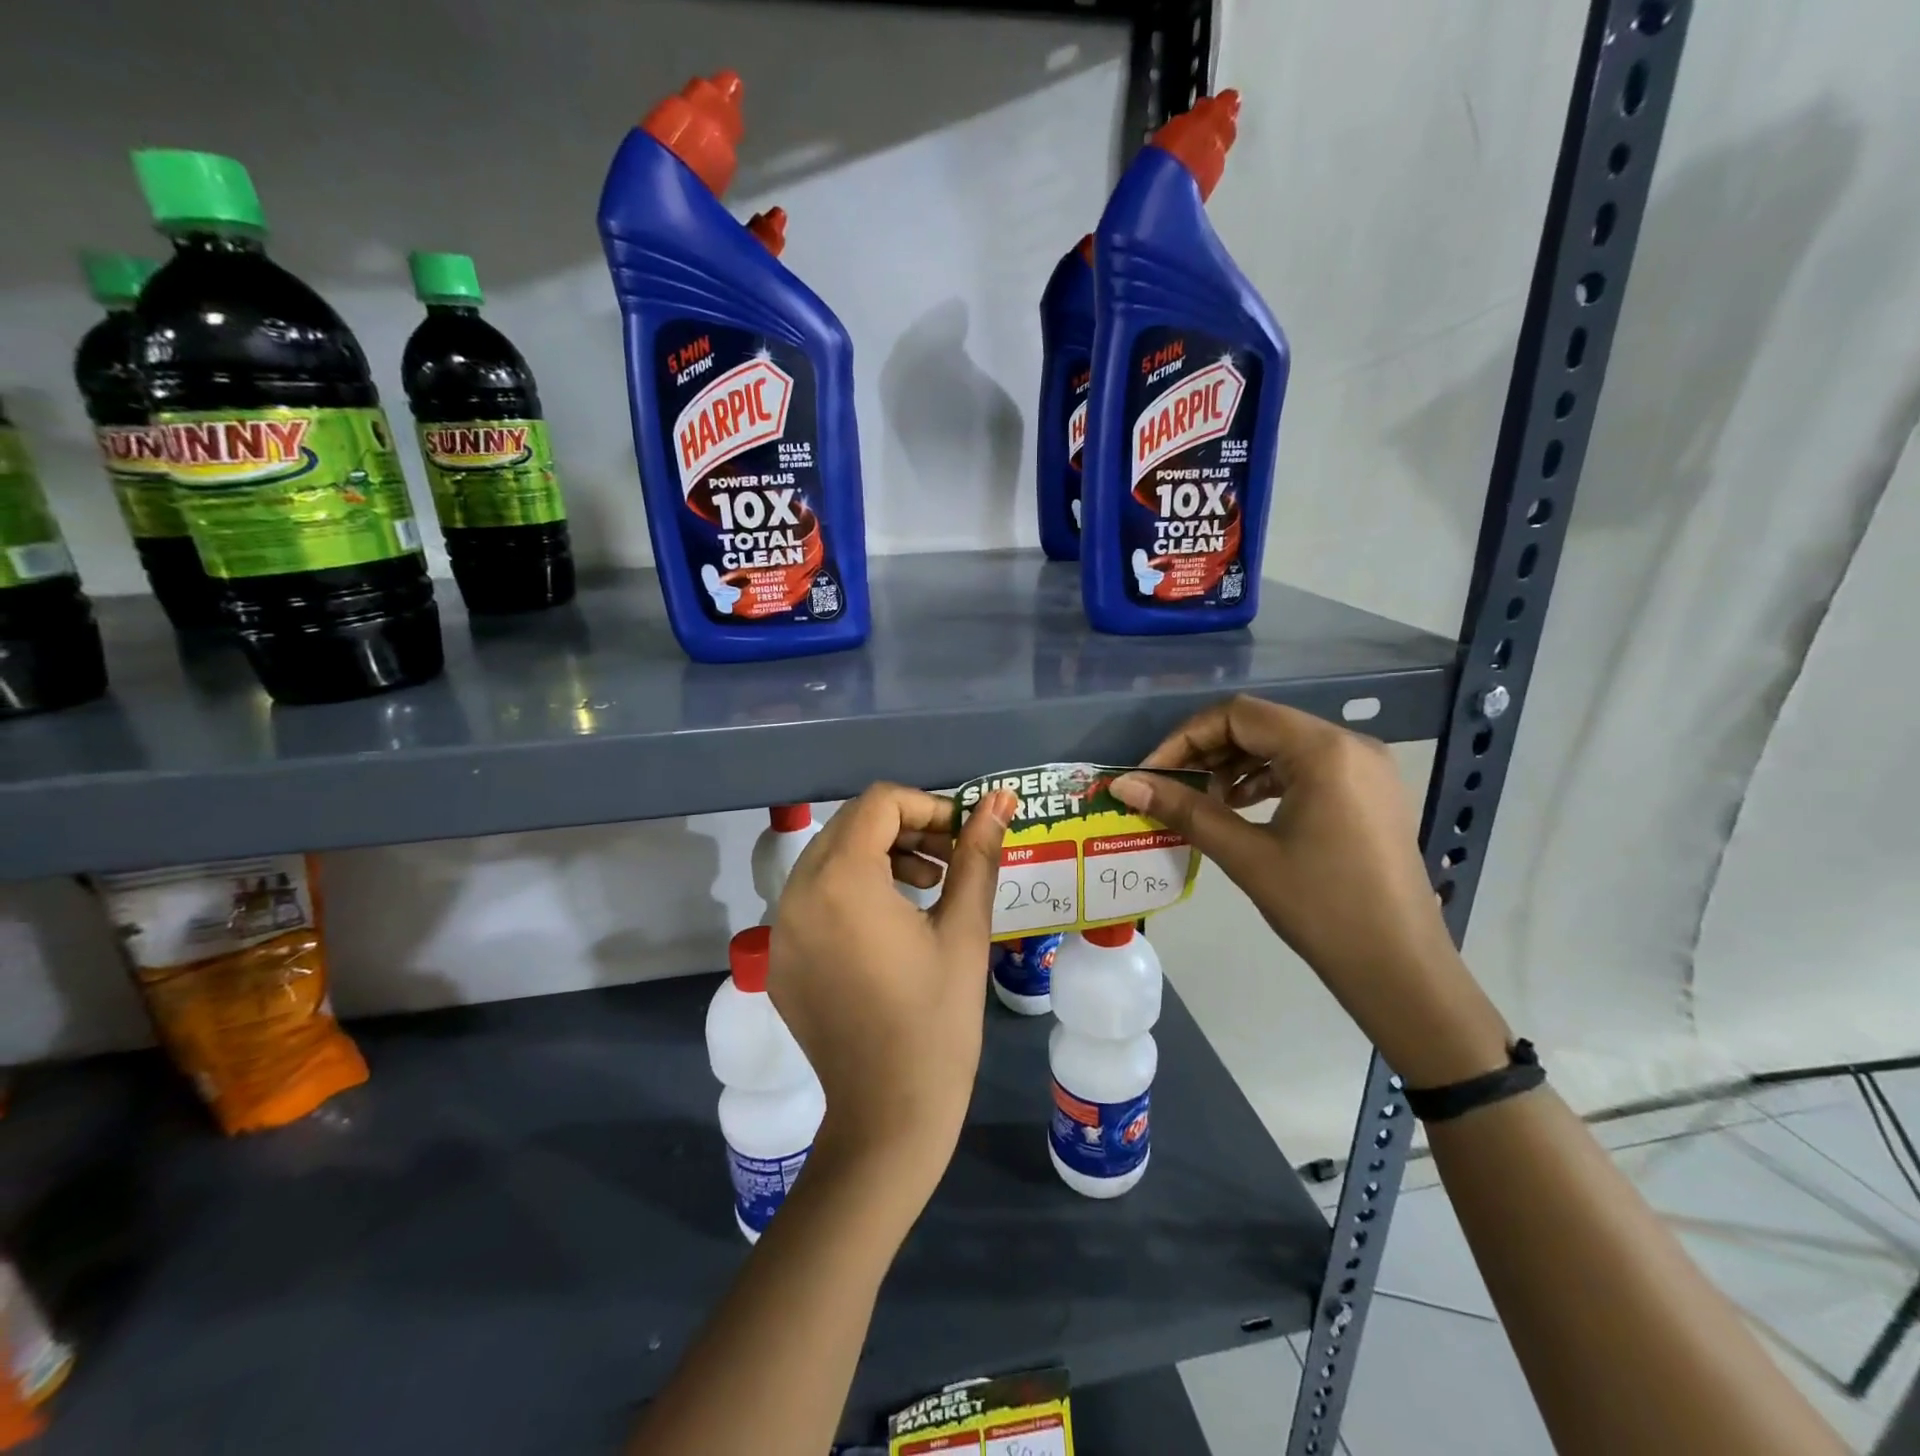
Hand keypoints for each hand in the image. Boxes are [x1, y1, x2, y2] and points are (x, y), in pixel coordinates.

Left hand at [769, 784, 1016, 1199]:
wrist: (889, 1116)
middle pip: (851, 825)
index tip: (963, 836)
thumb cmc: (938, 1021)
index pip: (880, 803)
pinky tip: (890, 925)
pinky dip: (852, 891)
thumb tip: (999, 799)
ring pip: (830, 858)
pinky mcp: (780, 959)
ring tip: (928, 886)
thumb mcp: (965, 929)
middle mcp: (796, 894)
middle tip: (950, 859)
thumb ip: (977, 854)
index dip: (928, 806)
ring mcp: (780, 928)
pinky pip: (814, 898)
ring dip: (879, 856)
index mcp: (841, 880)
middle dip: (905, 828)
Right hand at [1111, 696, 1508, 1085]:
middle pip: (1260, 724)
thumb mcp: (1246, 855)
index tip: (1152, 774)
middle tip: (1171, 787)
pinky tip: (1241, 808)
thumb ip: (1184, 810)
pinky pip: (1307, 766)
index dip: (1185, 738)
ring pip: (1282, 744)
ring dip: (1235, 765)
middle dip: (1207, 751)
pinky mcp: (1370, 792)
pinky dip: (1266, 778)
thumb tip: (1124, 785)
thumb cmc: (1322, 909)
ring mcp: (1366, 768)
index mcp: (1324, 750)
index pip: (1237, 715)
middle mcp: (1350, 744)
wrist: (1401, 970)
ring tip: (1203, 801)